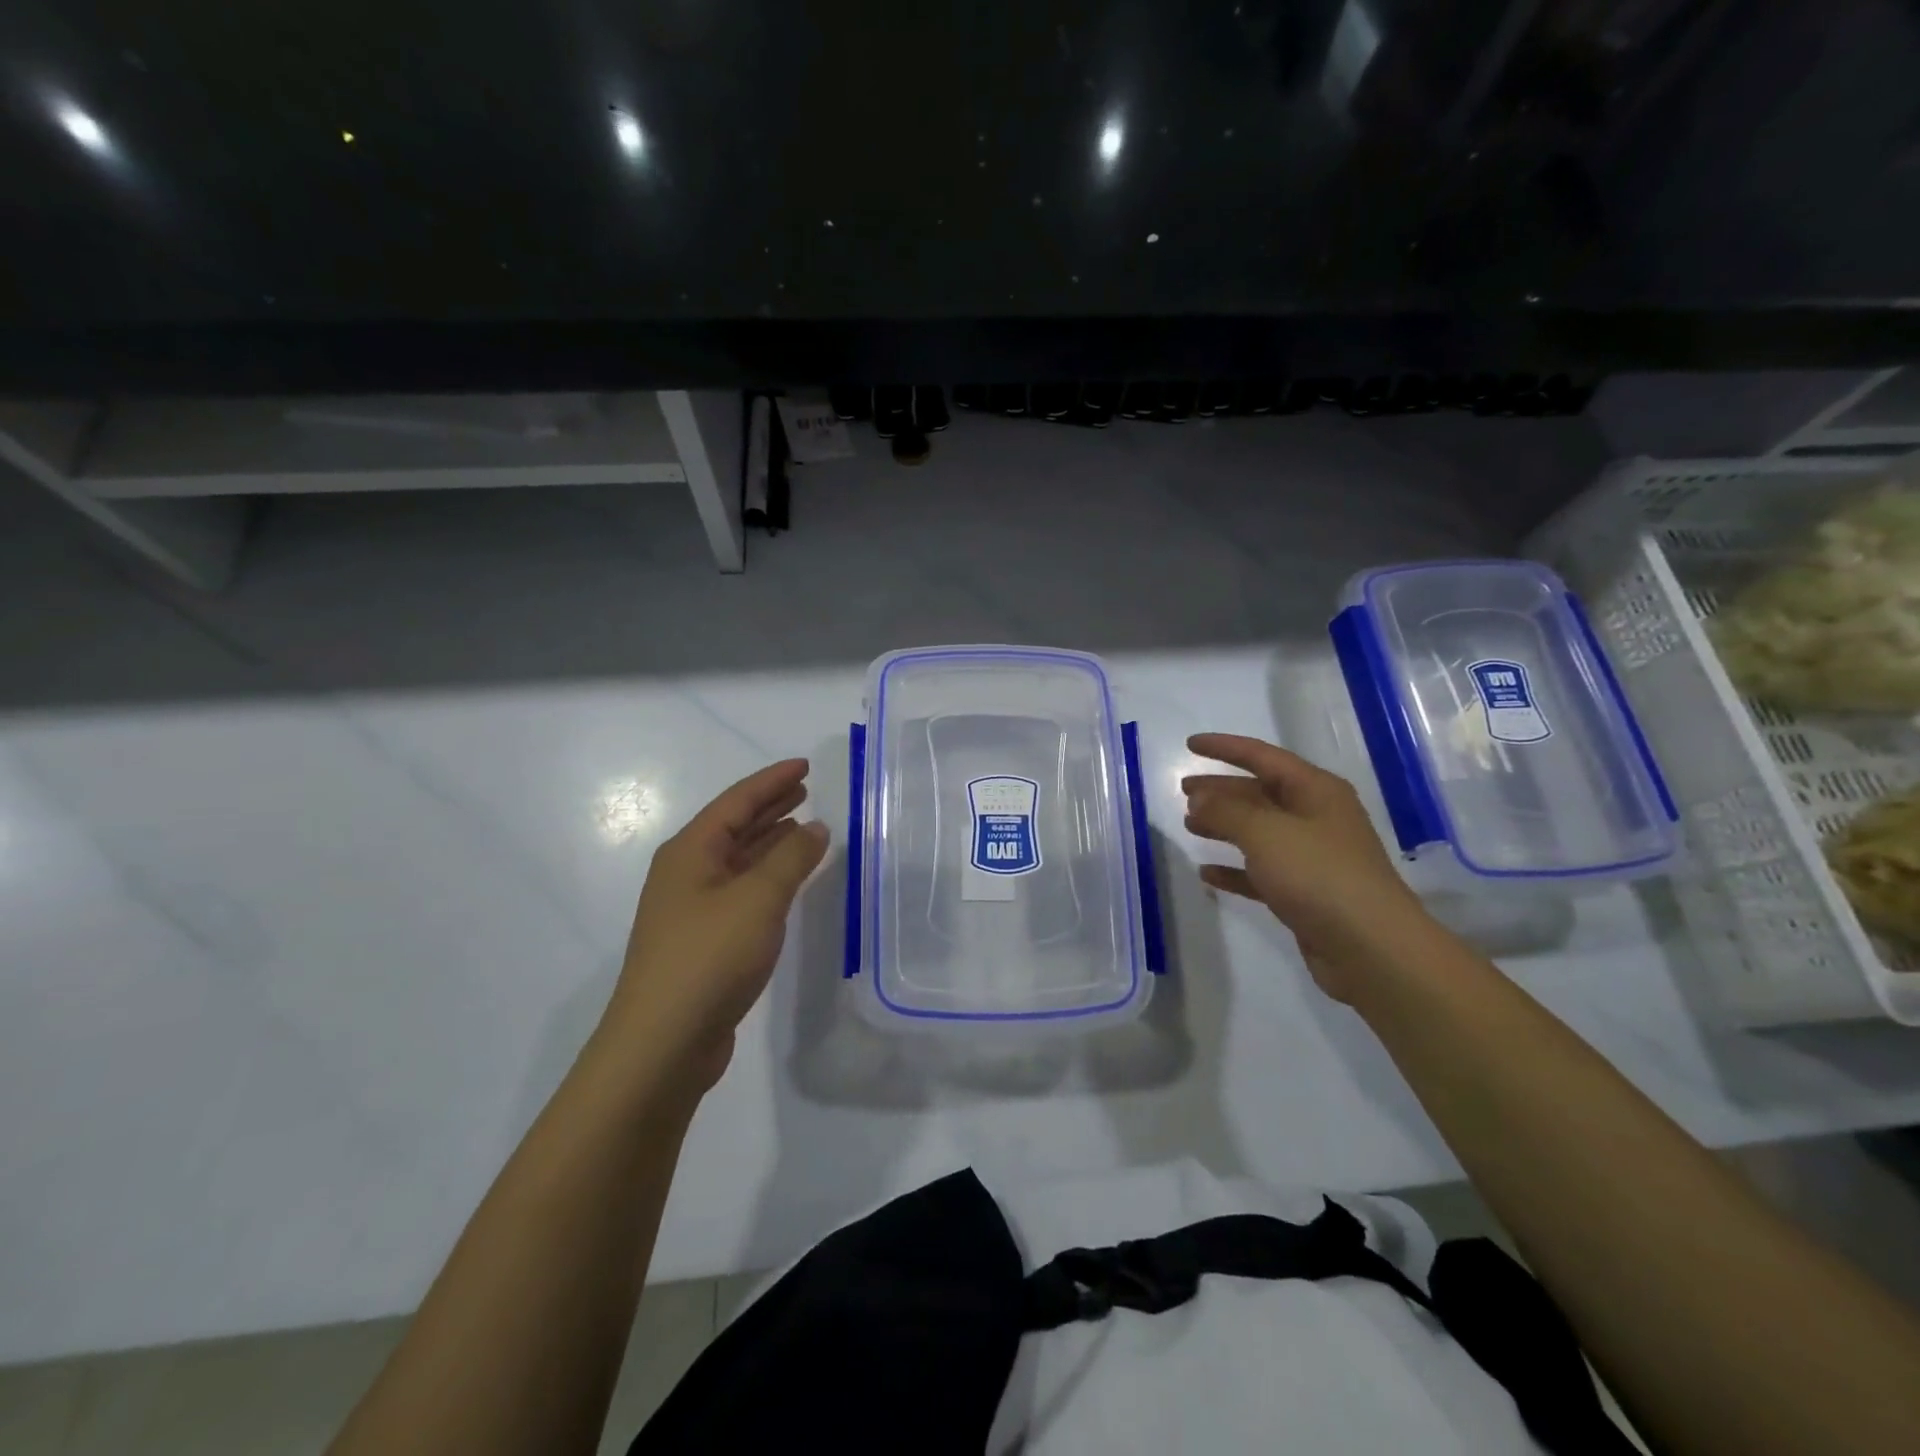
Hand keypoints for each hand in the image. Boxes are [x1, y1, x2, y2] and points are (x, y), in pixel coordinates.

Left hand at [607, 759, 828, 1087]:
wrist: (663, 1044)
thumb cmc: (710, 957)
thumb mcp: (759, 899)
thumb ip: (791, 858)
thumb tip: (815, 826)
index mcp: (690, 852)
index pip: (736, 801)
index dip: (772, 780)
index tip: (805, 765)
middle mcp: (686, 873)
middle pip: (733, 827)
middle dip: (769, 806)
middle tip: (806, 790)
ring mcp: (691, 910)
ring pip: (736, 860)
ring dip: (769, 841)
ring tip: (803, 827)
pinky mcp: (702, 942)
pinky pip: (740, 891)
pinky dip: (766, 877)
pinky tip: (787, 881)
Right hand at [1182, 733, 1431, 1001]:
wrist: (1371, 948)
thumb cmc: (1319, 875)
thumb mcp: (1265, 832)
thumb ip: (1226, 810)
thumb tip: (1200, 798)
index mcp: (1315, 791)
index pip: (1263, 757)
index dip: (1225, 748)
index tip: (1190, 744)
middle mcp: (1316, 818)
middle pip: (1260, 793)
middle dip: (1221, 790)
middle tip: (1184, 791)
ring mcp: (1312, 857)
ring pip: (1258, 832)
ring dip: (1224, 826)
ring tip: (1189, 825)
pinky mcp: (1305, 894)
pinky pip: (1261, 872)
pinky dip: (1235, 870)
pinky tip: (1207, 873)